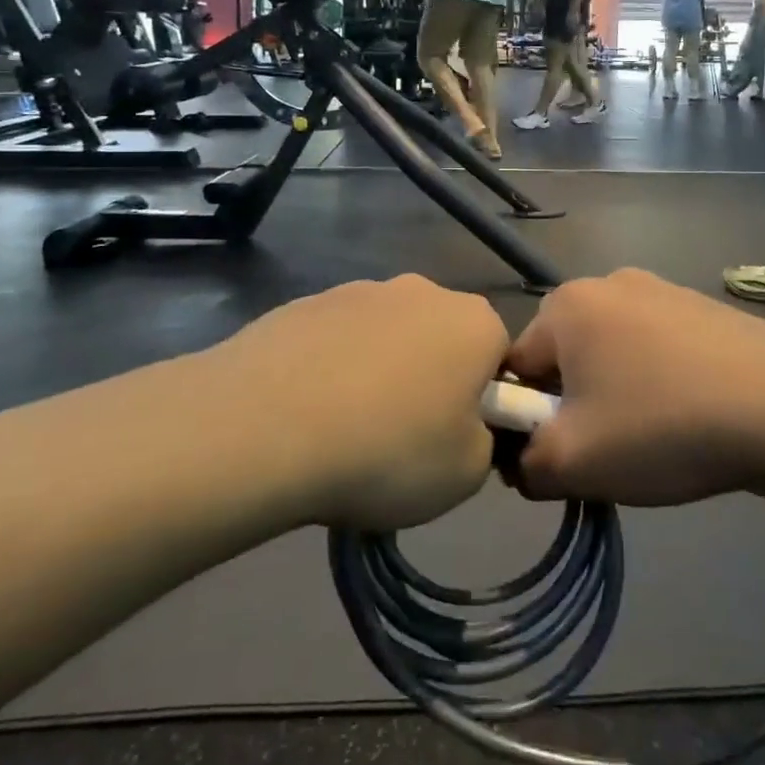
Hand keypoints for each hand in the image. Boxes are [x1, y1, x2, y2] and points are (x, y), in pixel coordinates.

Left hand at [210, 277, 507, 532]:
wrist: (266, 424)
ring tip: (344, 429)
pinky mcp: (307, 301)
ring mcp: (360, 290)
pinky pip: (336, 339)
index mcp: (474, 322)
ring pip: (386, 336)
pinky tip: (305, 411)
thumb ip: (484, 444)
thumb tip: (466, 428)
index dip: (482, 401)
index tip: (453, 439)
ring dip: (378, 371)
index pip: (498, 356)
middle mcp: (423, 291)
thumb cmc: (387, 450)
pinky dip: (331, 368)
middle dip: (430, 379)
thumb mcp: (465, 475)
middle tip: (402, 437)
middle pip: (441, 338)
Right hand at [503, 270, 764, 506]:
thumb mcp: (574, 462)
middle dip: (573, 408)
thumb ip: (526, 465)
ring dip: (615, 397)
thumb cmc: (663, 425)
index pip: (515, 369)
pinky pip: (655, 349)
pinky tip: (689, 417)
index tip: (557, 461)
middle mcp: (607, 282)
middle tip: (605, 454)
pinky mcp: (700, 307)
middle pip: (564, 358)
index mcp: (565, 305)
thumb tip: (523, 461)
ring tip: (654, 440)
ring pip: (612, 355)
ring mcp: (660, 289)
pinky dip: (657, 383)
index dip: (525, 422)